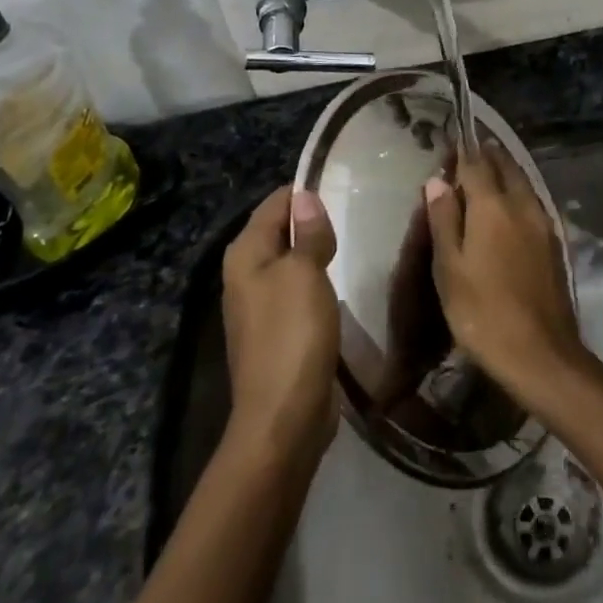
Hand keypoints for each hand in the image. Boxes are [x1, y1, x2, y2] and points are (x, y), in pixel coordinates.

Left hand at [221, 187, 339, 462]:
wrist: (284, 417)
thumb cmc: (292, 334)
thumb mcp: (304, 273)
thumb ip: (307, 233)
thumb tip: (305, 196)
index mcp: (245, 254)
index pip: (275, 203)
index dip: (305, 192)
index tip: (344, 185)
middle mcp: (246, 274)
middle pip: (281, 230)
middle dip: (313, 221)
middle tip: (356, 211)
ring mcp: (260, 305)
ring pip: (291, 261)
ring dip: (318, 252)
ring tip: (354, 240)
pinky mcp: (278, 330)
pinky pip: (298, 290)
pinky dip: (318, 281)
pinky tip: (342, 282)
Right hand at [422, 142, 579, 400]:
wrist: (541, 354)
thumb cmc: (483, 312)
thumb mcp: (449, 268)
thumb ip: (444, 220)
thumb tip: (437, 181)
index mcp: (493, 206)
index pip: (476, 165)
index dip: (463, 153)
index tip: (452, 144)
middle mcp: (522, 205)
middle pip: (506, 167)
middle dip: (489, 156)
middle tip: (472, 152)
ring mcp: (543, 224)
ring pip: (524, 183)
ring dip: (506, 172)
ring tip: (489, 172)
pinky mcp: (554, 243)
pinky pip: (533, 203)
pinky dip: (518, 193)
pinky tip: (509, 207)